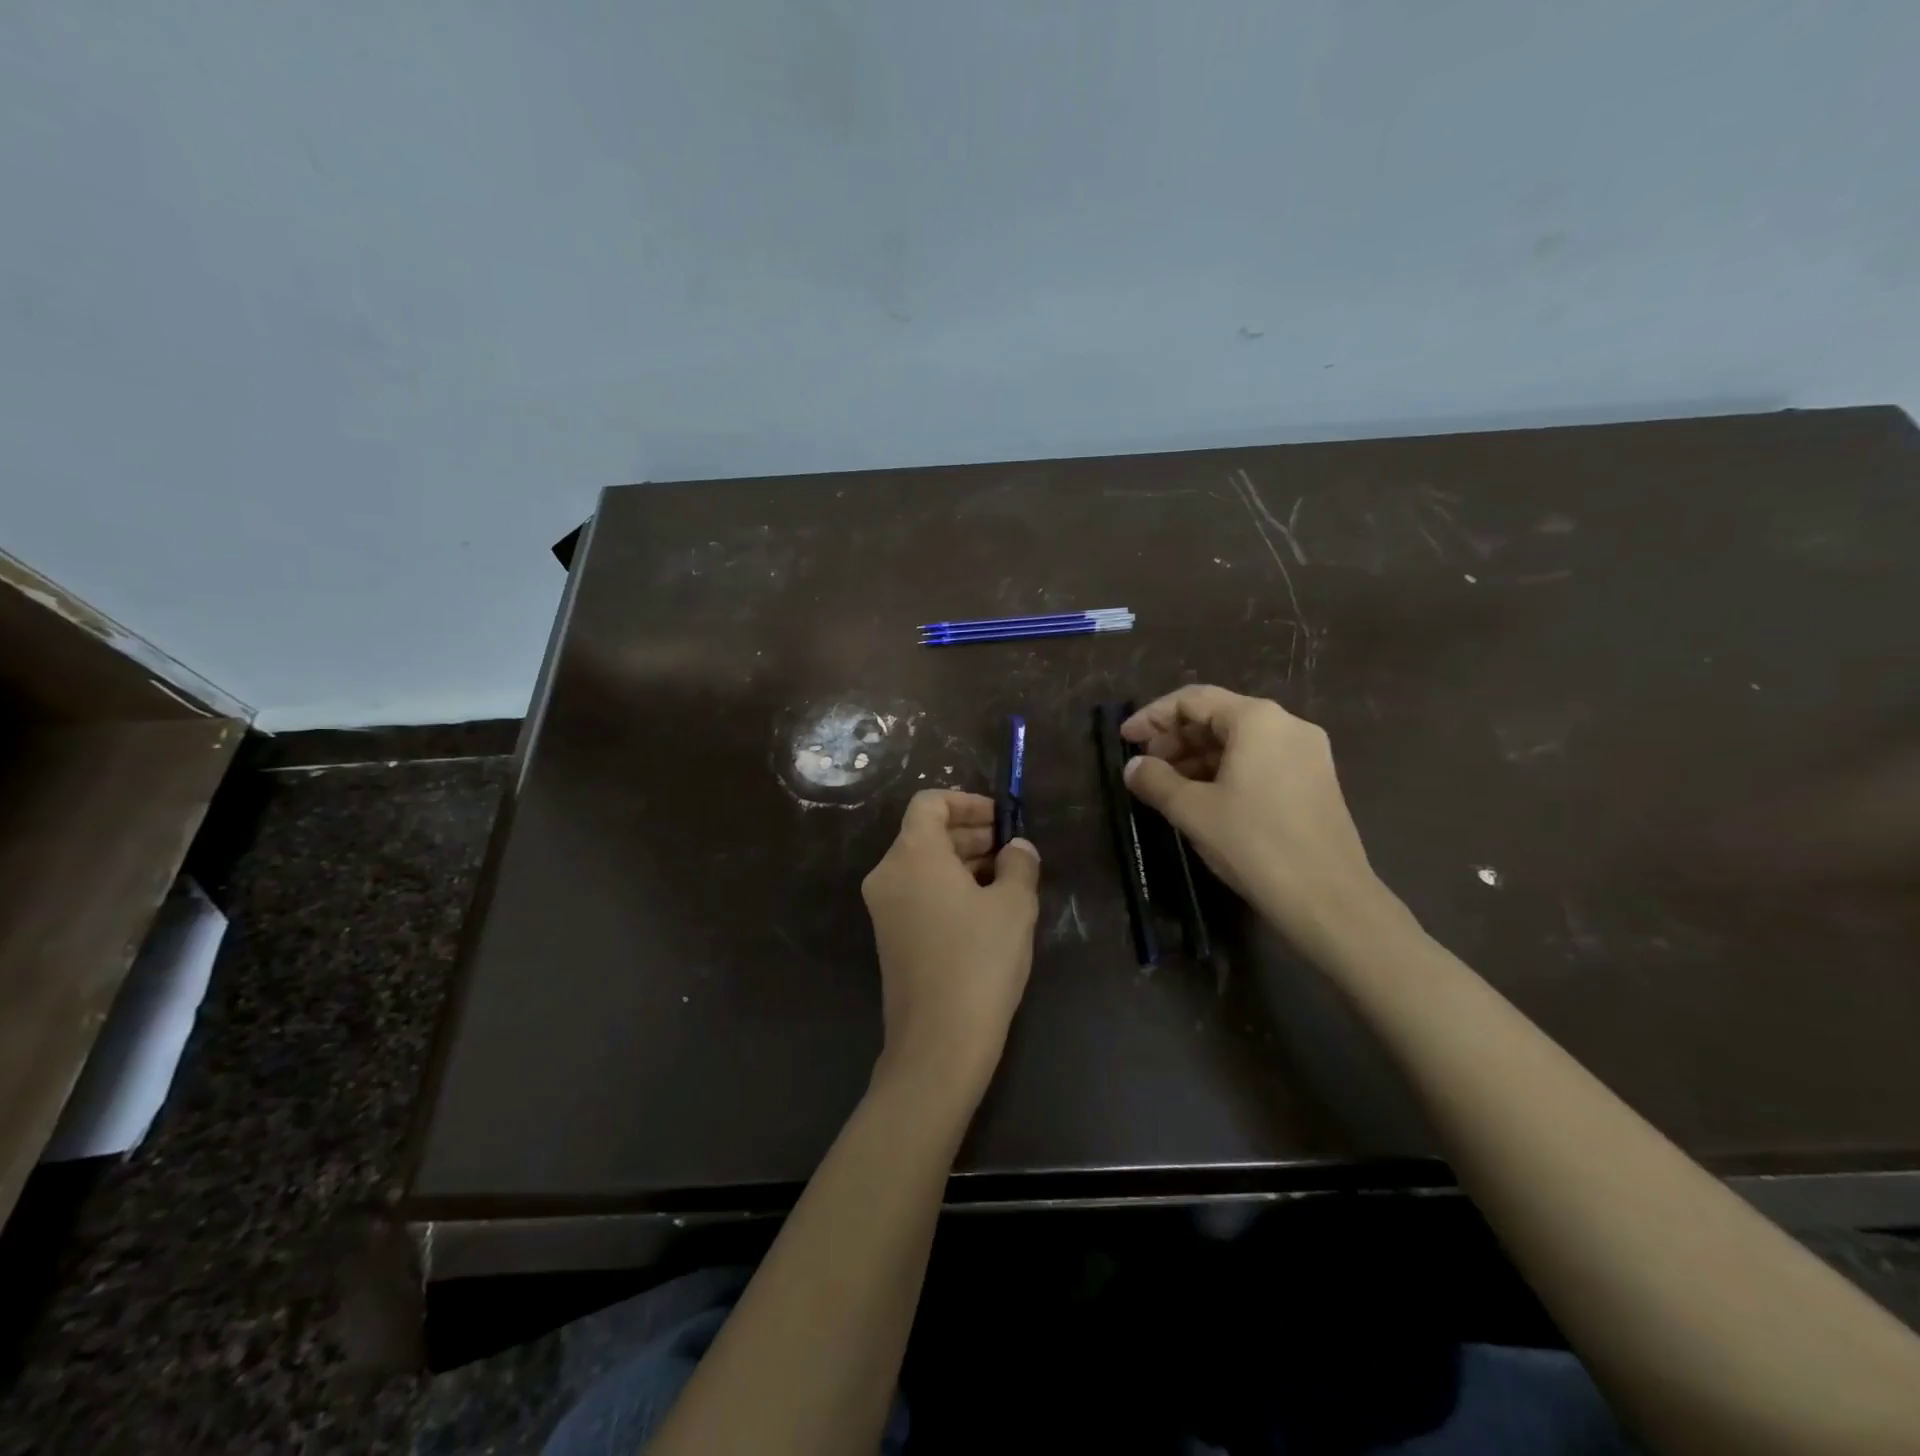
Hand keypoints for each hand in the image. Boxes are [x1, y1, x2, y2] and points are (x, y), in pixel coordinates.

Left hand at [861, 790, 1041, 1098]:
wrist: (939, 1042)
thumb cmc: (979, 961)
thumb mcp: (1014, 906)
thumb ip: (1019, 864)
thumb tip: (1017, 849)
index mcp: (912, 854)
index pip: (929, 803)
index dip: (967, 802)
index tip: (1001, 819)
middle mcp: (888, 874)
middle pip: (925, 833)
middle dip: (970, 833)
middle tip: (1011, 848)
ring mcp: (884, 908)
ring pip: (923, 864)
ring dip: (962, 861)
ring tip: (1007, 878)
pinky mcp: (889, 937)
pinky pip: (918, 893)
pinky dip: (948, 887)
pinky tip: (985, 908)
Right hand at [1120, 685, 1395, 950]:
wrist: (1328, 899)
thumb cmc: (1254, 844)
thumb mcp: (1192, 810)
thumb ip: (1155, 780)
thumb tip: (1133, 767)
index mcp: (1257, 719)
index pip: (1193, 699)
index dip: (1152, 717)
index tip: (1125, 740)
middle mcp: (1287, 724)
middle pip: (1218, 716)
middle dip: (1176, 738)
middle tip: (1145, 767)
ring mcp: (1307, 753)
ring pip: (1239, 740)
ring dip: (1198, 756)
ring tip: (1168, 786)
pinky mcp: (1315, 780)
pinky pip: (1260, 760)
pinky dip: (1226, 770)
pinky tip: (1205, 798)